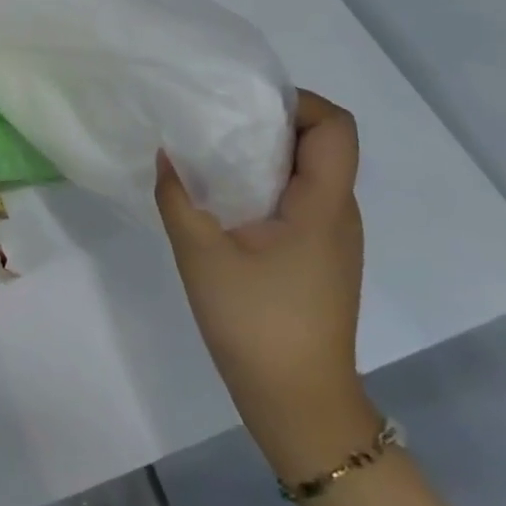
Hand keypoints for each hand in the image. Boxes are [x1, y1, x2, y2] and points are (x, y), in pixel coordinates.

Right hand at [156, 90, 375, 480]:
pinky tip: (225, 204)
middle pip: (322, 145)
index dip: (298, 102)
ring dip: (266, 158)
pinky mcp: (319, 258)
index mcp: (323, 204)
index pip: (336, 126)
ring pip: (309, 174)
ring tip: (213, 160)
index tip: (245, 106)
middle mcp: (339, 213)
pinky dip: (266, 188)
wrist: (298, 403)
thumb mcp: (201, 255)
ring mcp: (333, 239)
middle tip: (216, 126)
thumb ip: (178, 198)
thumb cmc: (256, 323)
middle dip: (271, 125)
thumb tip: (167, 154)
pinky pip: (300, 202)